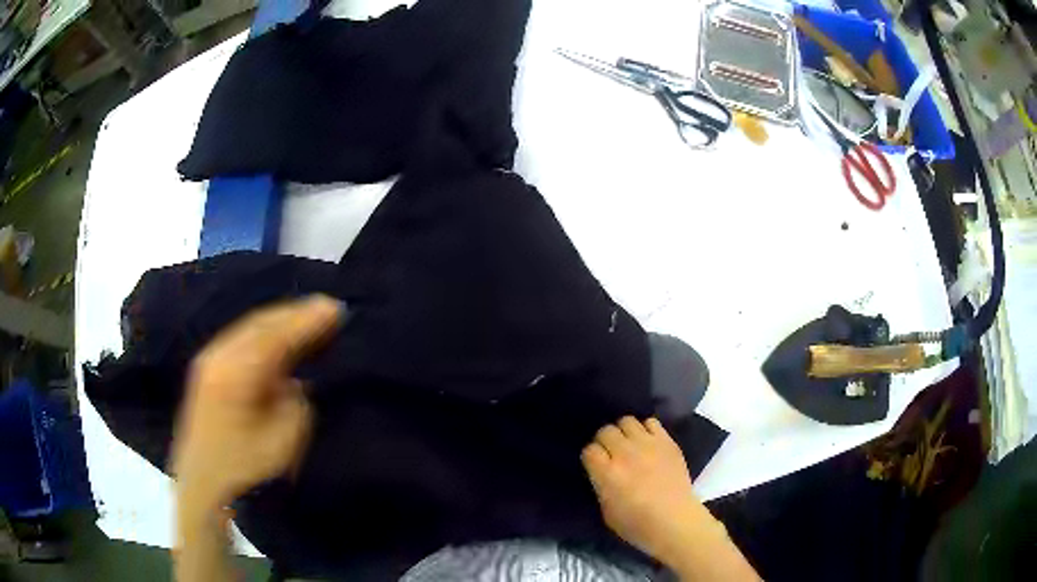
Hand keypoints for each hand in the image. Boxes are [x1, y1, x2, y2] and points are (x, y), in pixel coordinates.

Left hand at [171, 295, 344, 510]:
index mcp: (237, 372)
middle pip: (260, 323)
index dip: (308, 320)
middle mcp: (218, 355)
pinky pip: (239, 339)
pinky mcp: (206, 370)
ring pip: (248, 328)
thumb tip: (295, 381)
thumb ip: (294, 402)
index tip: (337, 308)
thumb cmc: (246, 471)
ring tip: (306, 316)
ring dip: (279, 321)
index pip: (278, 335)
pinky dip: (263, 333)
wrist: (203, 490)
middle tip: (326, 307)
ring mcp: (209, 360)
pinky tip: (276, 336)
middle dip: (294, 314)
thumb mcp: (284, 441)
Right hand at [581, 417, 720, 565]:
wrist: (676, 521)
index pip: (589, 450)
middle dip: (605, 442)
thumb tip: (602, 474)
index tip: (596, 465)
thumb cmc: (638, 525)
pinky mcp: (667, 442)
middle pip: (606, 431)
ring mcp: (648, 445)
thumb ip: (601, 486)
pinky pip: (651, 422)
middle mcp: (625, 454)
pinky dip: (646, 429)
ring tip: (629, 445)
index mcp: (607, 474)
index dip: (591, 457)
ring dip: (624, 433)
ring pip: (627, 421)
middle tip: (611, 454)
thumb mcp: (606, 511)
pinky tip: (647, 442)